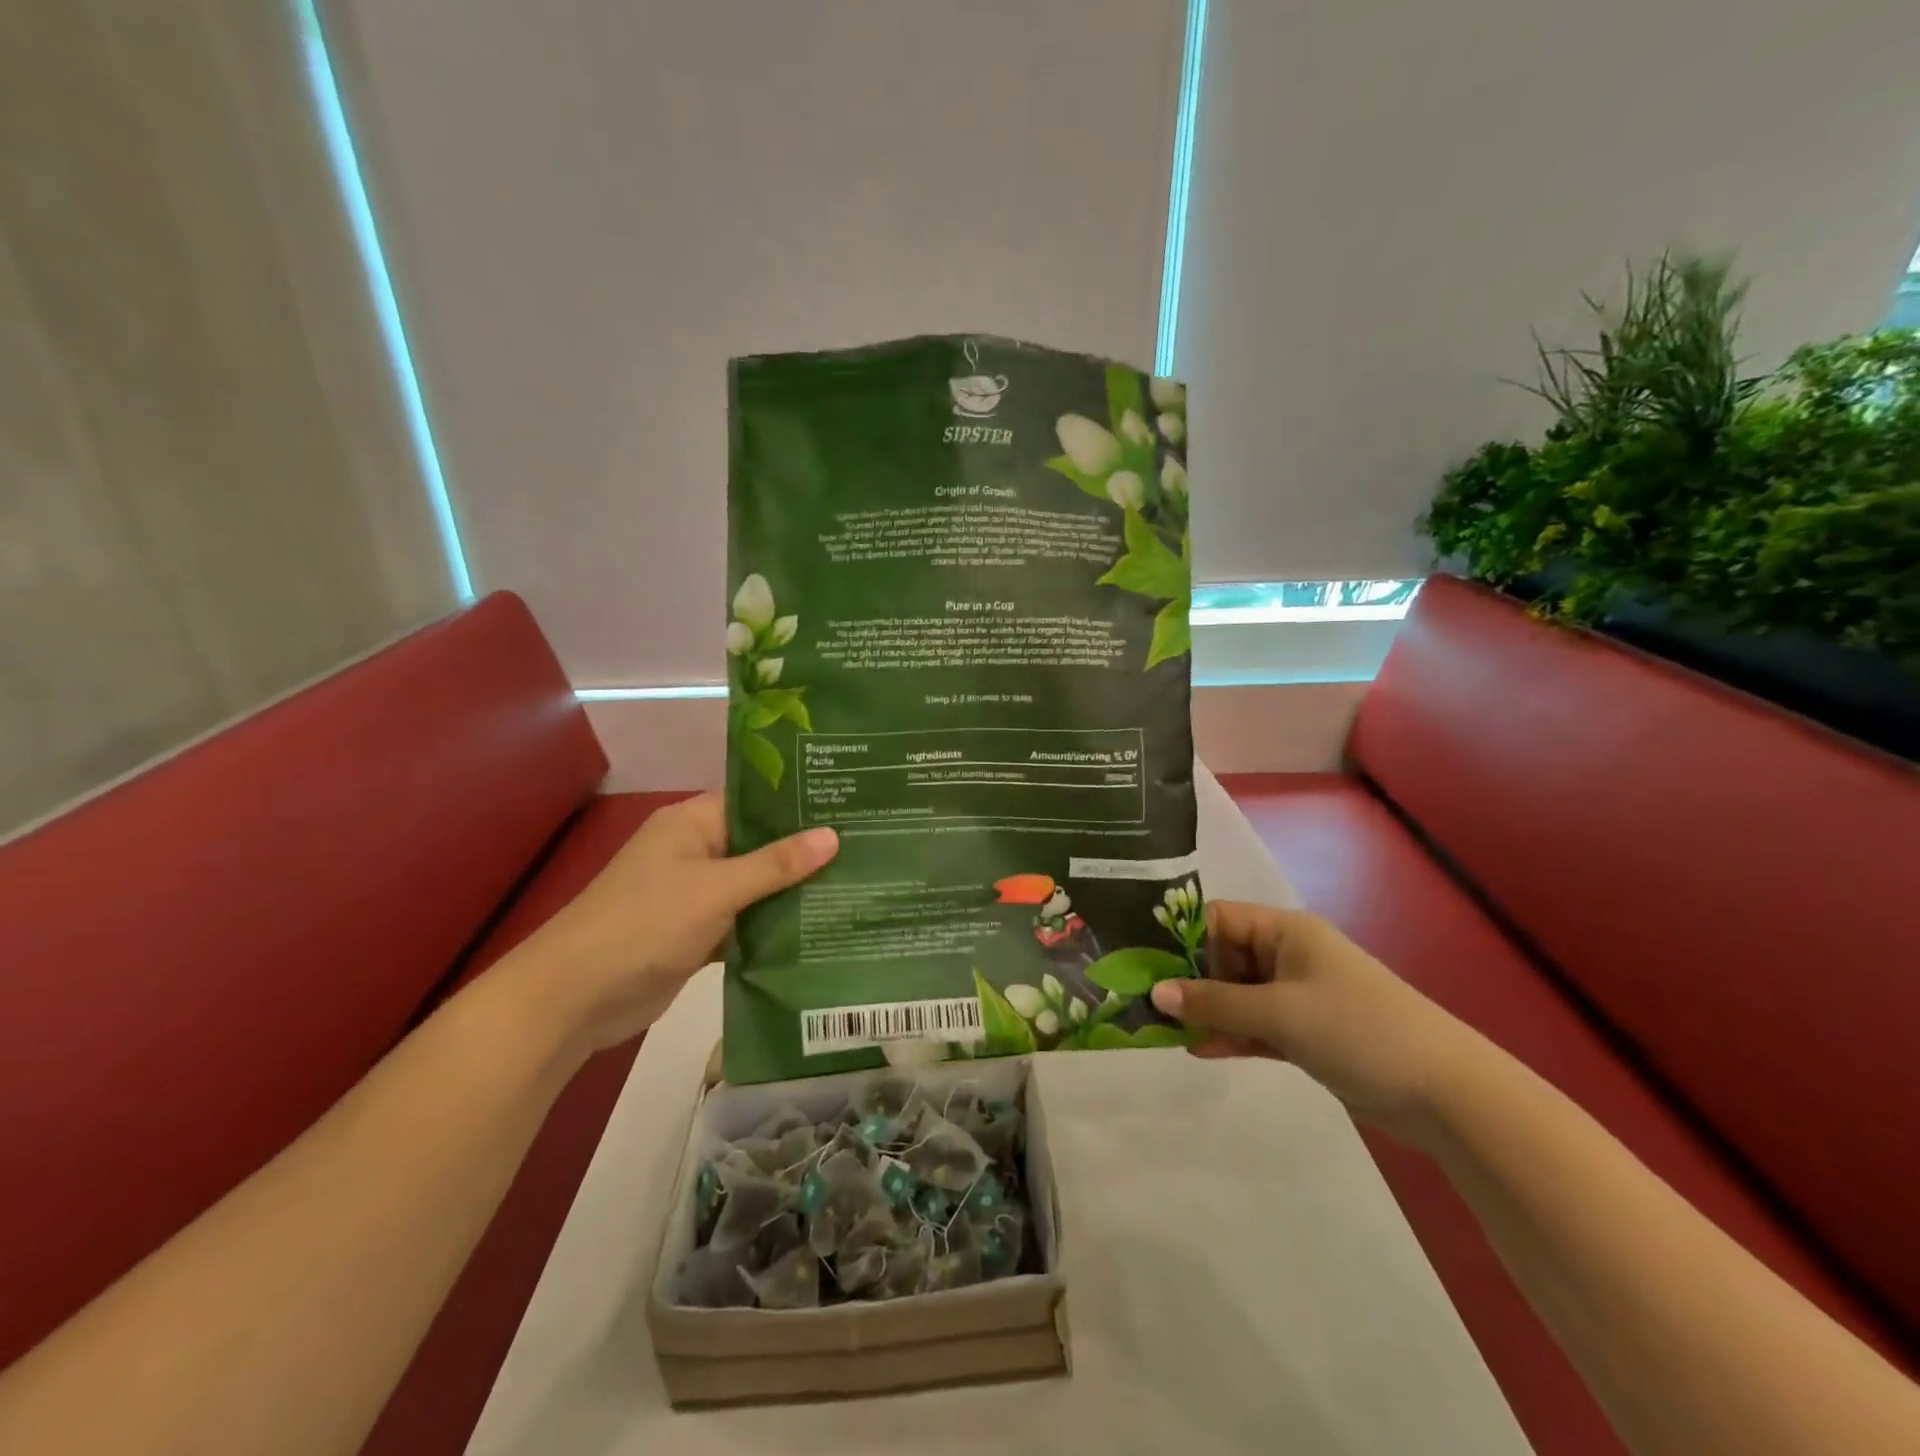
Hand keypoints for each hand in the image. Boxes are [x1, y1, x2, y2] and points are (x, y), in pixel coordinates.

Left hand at [504, 794, 837, 1052]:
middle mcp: (695, 851)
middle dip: (805, 851)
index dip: (799, 802)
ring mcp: (695, 894)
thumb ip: (776, 865)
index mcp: (692, 824)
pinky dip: (772, 926)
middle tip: (866, 847)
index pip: (754, 801)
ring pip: (755, 886)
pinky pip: (745, 921)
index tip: (849, 804)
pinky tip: (819, 928)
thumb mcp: (716, 889)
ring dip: (792, 891)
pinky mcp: (697, 933)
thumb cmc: (644, 923)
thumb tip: (833, 836)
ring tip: (855, 884)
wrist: (574, 998)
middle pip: (759, 844)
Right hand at [1148, 902, 1475, 1142]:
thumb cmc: (1356, 1027)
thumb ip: (1214, 1002)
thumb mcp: (1277, 1011)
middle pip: (1223, 958)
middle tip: (1143, 1000)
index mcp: (1285, 931)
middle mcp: (1288, 956)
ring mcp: (1298, 996)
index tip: (1140, 959)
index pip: (1218, 919)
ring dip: (1206, 1011)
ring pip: (1237, 996)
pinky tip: (1199, 1048)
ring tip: (1160, 1028)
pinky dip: (1231, 1035)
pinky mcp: (1306, 1033)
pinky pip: (1256, 1026)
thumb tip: (1156, 993)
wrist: (1443, 1092)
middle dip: (1187, 979)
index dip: (1180, 936)